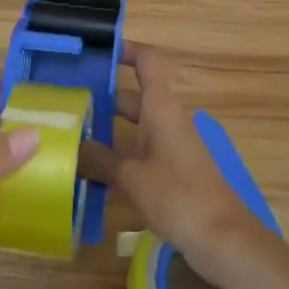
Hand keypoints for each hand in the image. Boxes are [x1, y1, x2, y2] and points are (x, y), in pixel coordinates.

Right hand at [79, 42, 256, 275]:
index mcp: (161, 107)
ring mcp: (170, 146)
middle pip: (133, 95)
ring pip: (134, 125)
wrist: (223, 238)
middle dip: (102, 94)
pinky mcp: (171, 171)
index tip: (95, 49)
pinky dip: (117, 154)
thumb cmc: (178, 195)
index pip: (146, 61)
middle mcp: (166, 119)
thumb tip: (72, 145)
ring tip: (69, 132)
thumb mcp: (131, 176)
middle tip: (65, 98)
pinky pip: (138, 150)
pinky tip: (90, 169)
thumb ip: (100, 158)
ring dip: (106, 127)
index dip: (125, 49)